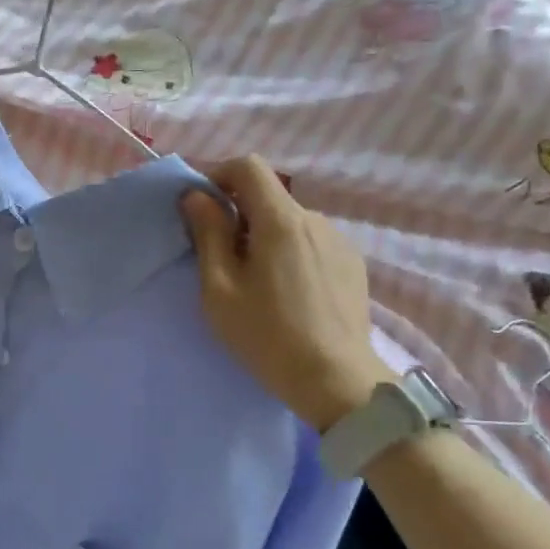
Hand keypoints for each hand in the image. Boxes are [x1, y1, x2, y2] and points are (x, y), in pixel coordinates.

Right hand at [179, 156, 396, 430]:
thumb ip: (208, 234)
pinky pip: (311, 243)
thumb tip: (196, 196)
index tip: (202, 208)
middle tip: (221, 259)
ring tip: (257, 283)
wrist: (336, 381)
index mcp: (280, 220)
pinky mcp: (353, 265)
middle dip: (239, 215)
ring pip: (289, 223)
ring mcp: (339, 242)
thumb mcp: (220, 288)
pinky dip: (290, 253)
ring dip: (265, 237)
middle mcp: (315, 220)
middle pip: (268, 197)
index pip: (249, 167)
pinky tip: (288, 294)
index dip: (219, 175)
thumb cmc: (267, 335)